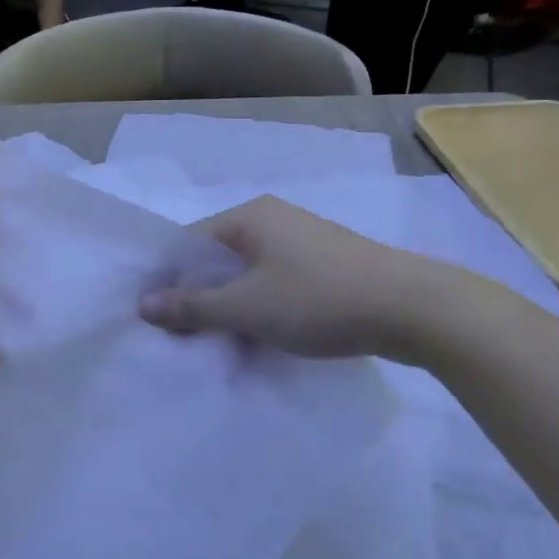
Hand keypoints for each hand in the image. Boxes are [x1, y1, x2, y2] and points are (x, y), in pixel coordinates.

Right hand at [139, 197, 477, 365]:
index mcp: (250, 217)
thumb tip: (143, 305)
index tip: (157, 317)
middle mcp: (274, 220)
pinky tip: (261, 337)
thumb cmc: (320, 299)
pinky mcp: (327, 265)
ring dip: (233, 305)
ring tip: (220, 342)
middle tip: (183, 336)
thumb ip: (193, 307)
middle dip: (201, 295)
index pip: (190, 242)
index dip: (169, 278)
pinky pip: (277, 283)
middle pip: (219, 258)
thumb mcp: (248, 308)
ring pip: (249, 274)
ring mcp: (303, 242)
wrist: (415, 309)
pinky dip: (262, 307)